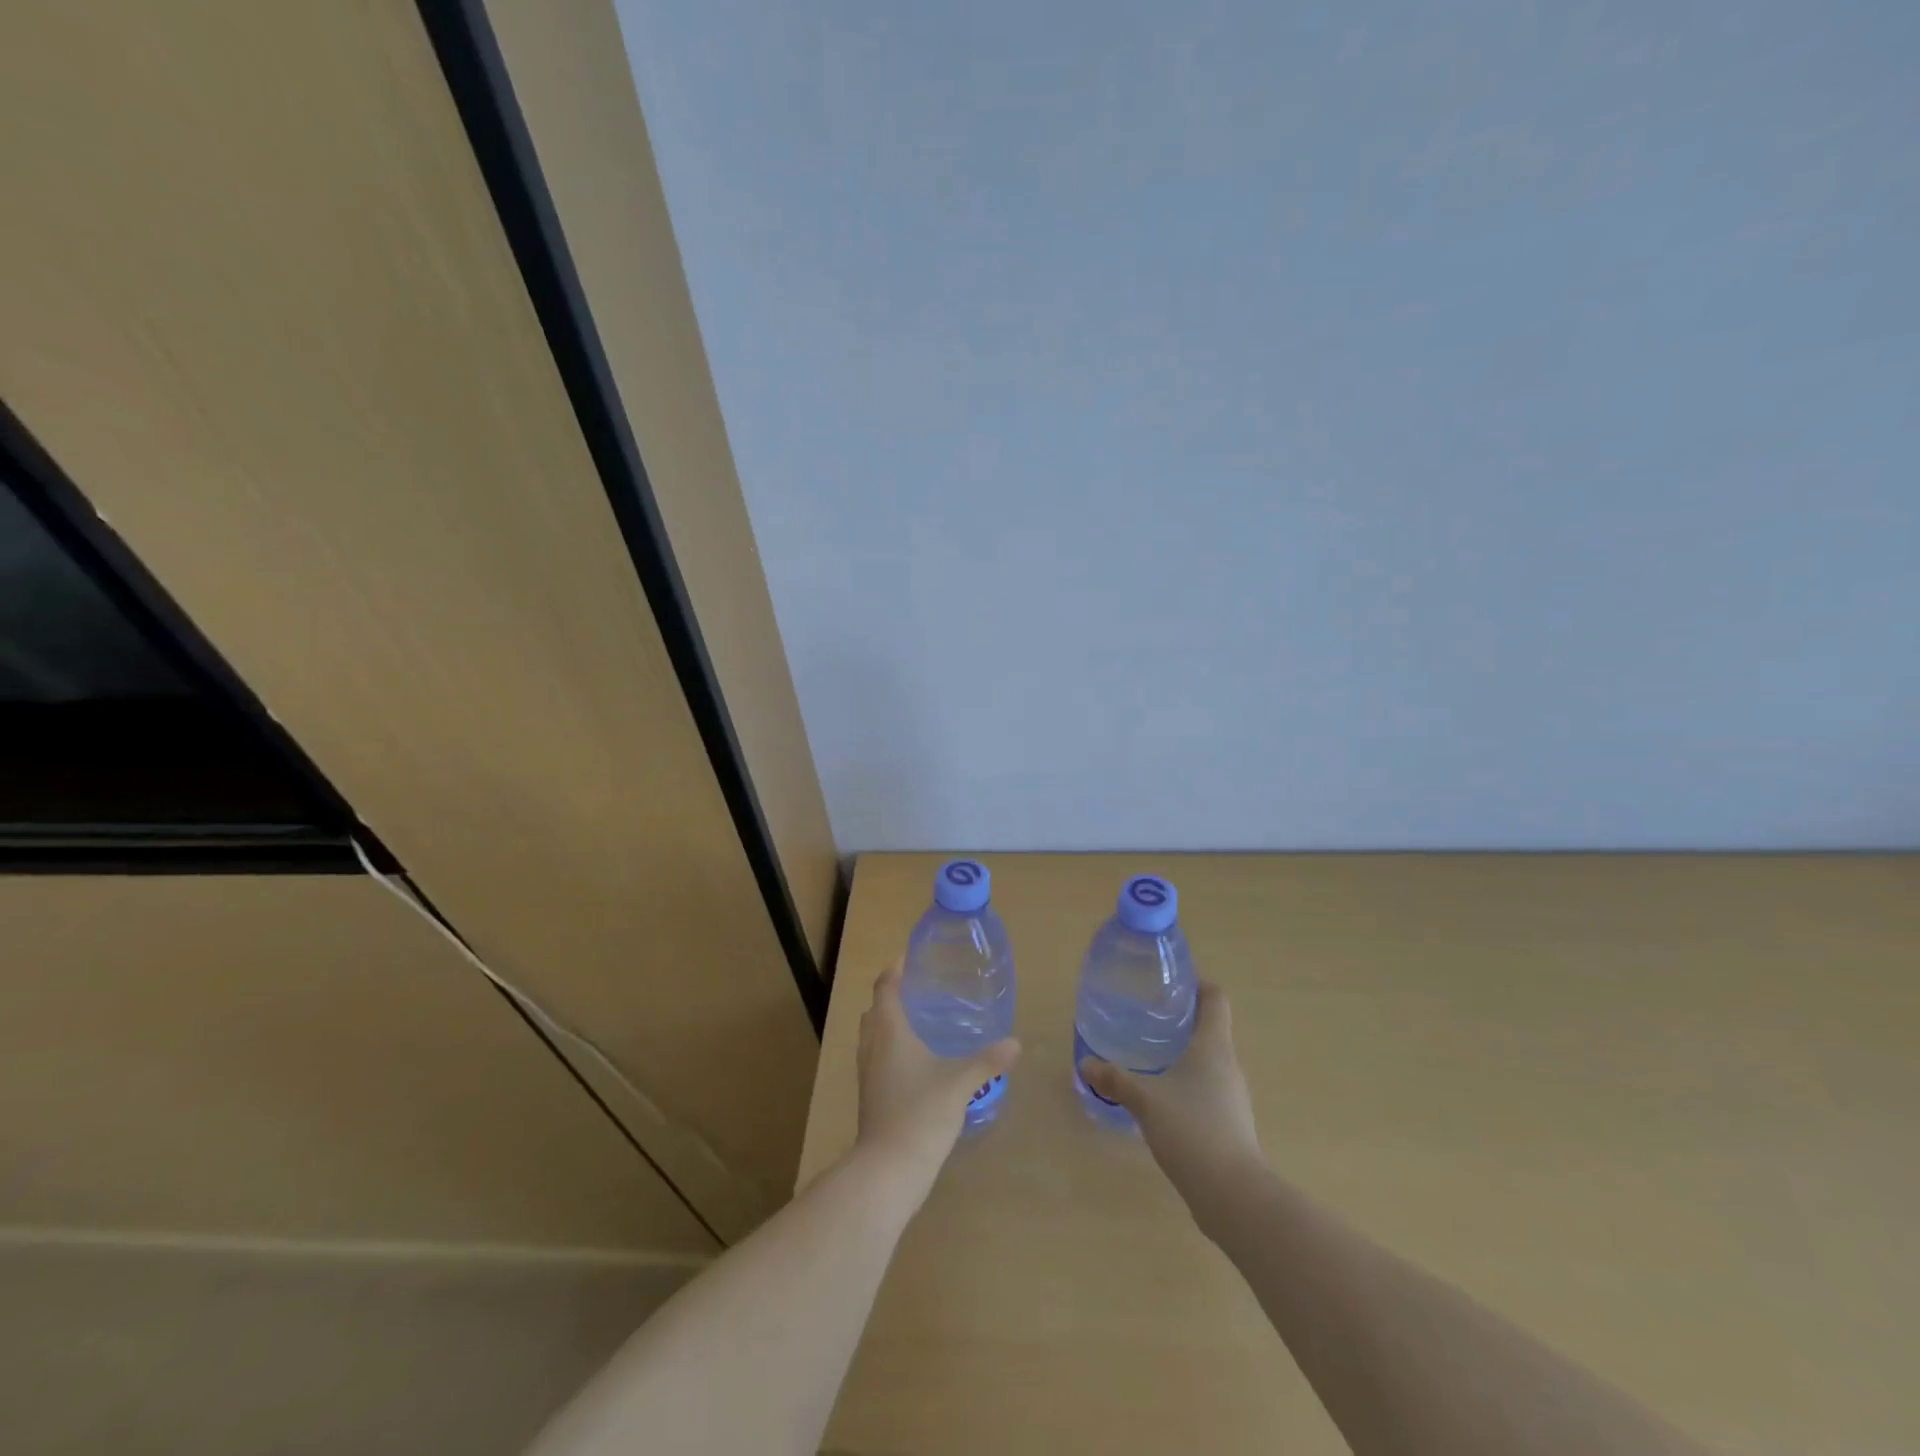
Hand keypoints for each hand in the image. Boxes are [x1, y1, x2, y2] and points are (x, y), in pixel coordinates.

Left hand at [855, 964, 1020, 1198]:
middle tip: (917, 990)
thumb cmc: (921, 1113)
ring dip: (888, 1024)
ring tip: (918, 1022)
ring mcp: (868, 1075)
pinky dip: (890, 1050)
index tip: (907, 958)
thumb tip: (1015, 1043)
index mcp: (889, 1033)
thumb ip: (987, 1061)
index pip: (885, 989)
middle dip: (891, 997)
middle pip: (875, 1011)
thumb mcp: (960, 1083)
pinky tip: (915, 1063)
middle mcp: (872, 1048)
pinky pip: (877, 1060)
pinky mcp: (870, 1097)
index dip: (894, 971)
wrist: (888, 1170)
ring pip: (873, 1037)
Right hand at [1078, 981, 1262, 1210]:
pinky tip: (1163, 1098)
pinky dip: (1188, 1085)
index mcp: (1213, 1046)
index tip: (1172, 983)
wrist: (1233, 1194)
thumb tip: (1085, 1064)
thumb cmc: (1191, 1130)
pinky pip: (1208, 1090)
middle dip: (1183, 1020)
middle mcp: (1228, 1065)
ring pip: (1209, 1061)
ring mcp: (1233, 1096)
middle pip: (1211, 1028)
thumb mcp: (1145, 1100)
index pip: (1215, 999)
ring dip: (1185, 1054)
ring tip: (1151, 1056)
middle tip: (1148, 1017)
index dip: (1198, 985)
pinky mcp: (1230, 1124)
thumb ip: (1116, 1080)